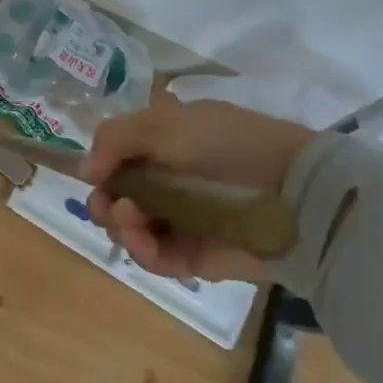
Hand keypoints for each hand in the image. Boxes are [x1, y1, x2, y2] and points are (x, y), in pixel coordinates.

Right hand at [85, 95, 313, 282]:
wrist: (295, 191)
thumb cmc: (228, 146)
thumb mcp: (165, 124)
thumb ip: (116, 139)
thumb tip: (86, 170)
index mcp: (164, 148)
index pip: (118, 161)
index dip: (101, 169)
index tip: (95, 174)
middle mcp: (169, 184)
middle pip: (117, 199)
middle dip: (104, 202)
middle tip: (110, 204)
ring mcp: (180, 222)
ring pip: (130, 231)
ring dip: (119, 224)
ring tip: (129, 218)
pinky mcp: (194, 257)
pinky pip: (155, 258)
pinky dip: (141, 250)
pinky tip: (140, 238)